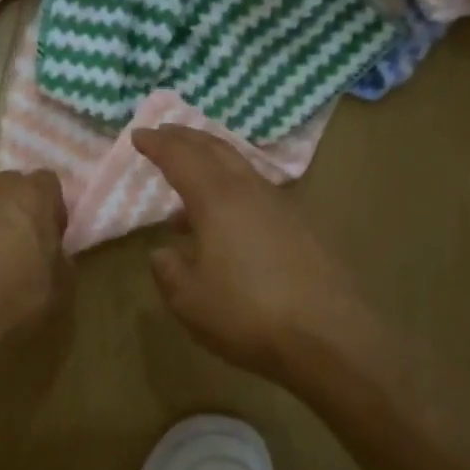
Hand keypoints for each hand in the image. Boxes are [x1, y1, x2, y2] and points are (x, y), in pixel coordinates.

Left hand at [0, 163, 71, 403]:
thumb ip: (60, 255)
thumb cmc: (18, 307)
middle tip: (16, 229)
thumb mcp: (61, 286)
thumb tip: (52, 247)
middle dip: (15, 197)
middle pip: (8, 176)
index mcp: (32, 200)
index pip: (48, 180)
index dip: (50, 205)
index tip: (49, 231)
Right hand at [134, 126, 380, 379]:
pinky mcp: (303, 228)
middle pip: (216, 149)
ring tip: (187, 188)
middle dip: (187, 138)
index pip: (181, 157)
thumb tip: (163, 253)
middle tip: (164, 133)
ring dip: (211, 166)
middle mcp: (251, 191)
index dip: (157, 144)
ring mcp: (283, 207)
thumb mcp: (190, 300)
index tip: (138, 135)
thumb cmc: (248, 315)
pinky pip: (258, 193)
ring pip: (241, 170)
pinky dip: (233, 192)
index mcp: (218, 200)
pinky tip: (227, 225)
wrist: (330, 336)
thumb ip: (169, 271)